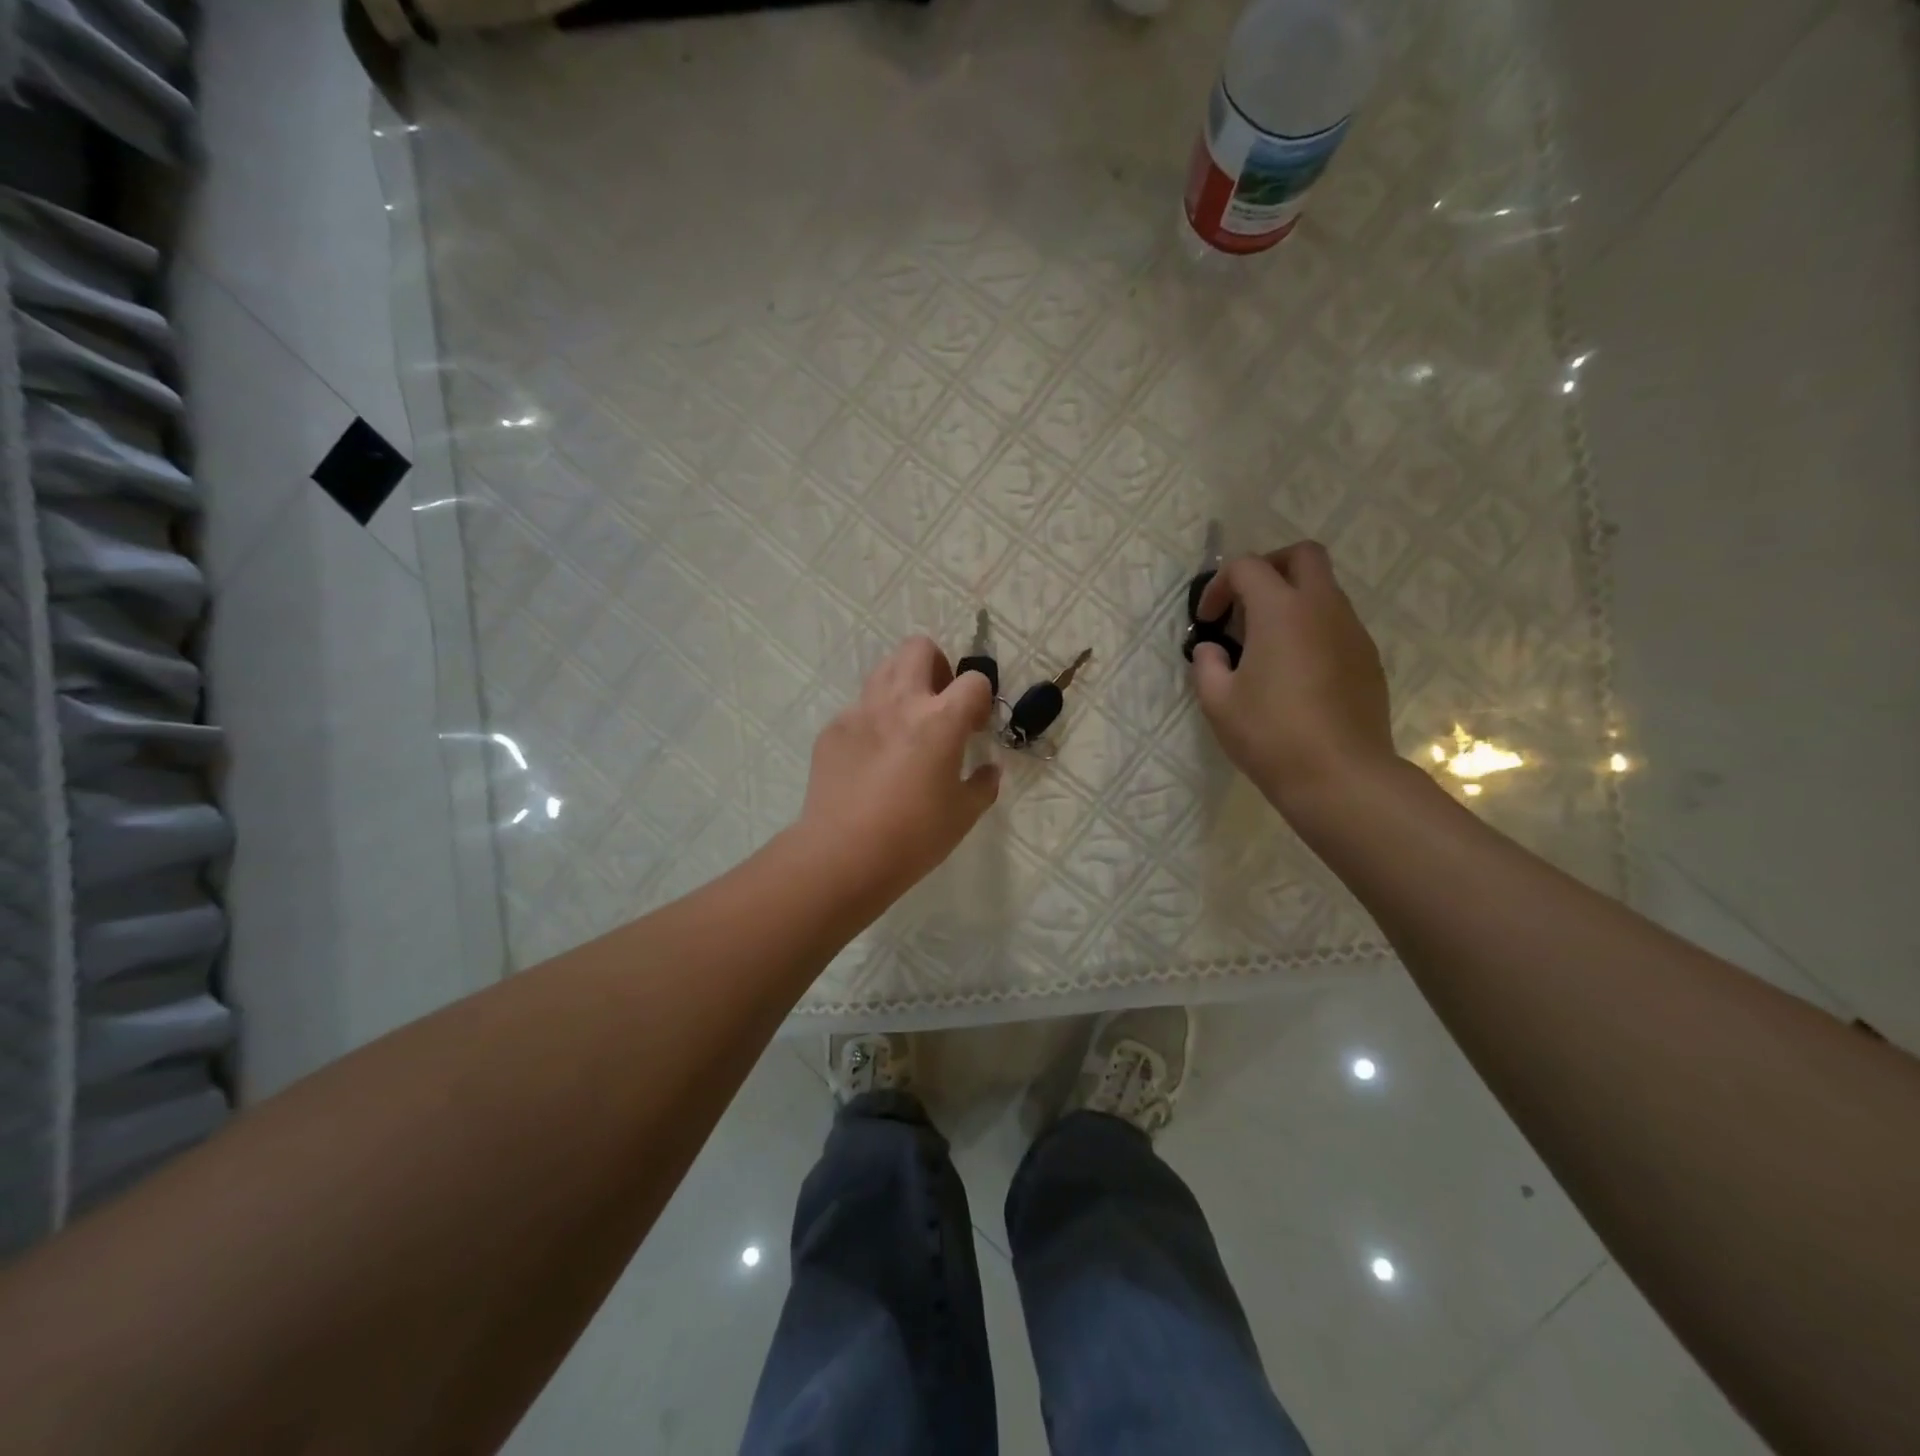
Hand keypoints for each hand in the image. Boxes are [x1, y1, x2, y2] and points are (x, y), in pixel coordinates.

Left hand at [799, 636, 1000, 901]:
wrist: (843, 855)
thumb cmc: (913, 837)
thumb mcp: (963, 815)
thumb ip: (983, 784)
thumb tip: (988, 769)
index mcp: (940, 719)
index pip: (974, 680)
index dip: (980, 699)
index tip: (974, 727)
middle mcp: (900, 702)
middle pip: (919, 648)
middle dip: (937, 666)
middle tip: (939, 703)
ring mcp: (861, 711)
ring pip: (884, 669)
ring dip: (903, 685)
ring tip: (906, 725)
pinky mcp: (833, 729)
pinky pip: (858, 708)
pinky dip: (872, 720)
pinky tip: (872, 759)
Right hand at [1190, 542, 1397, 815]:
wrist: (1340, 776)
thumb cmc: (1270, 735)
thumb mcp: (1217, 701)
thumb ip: (1206, 664)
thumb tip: (1213, 649)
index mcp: (1281, 611)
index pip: (1248, 567)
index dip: (1218, 586)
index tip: (1207, 621)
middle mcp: (1323, 608)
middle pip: (1303, 555)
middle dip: (1269, 568)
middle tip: (1245, 604)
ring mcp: (1352, 631)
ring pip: (1324, 590)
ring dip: (1291, 601)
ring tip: (1265, 645)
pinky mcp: (1368, 658)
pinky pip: (1337, 623)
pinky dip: (1311, 629)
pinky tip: (1294, 672)